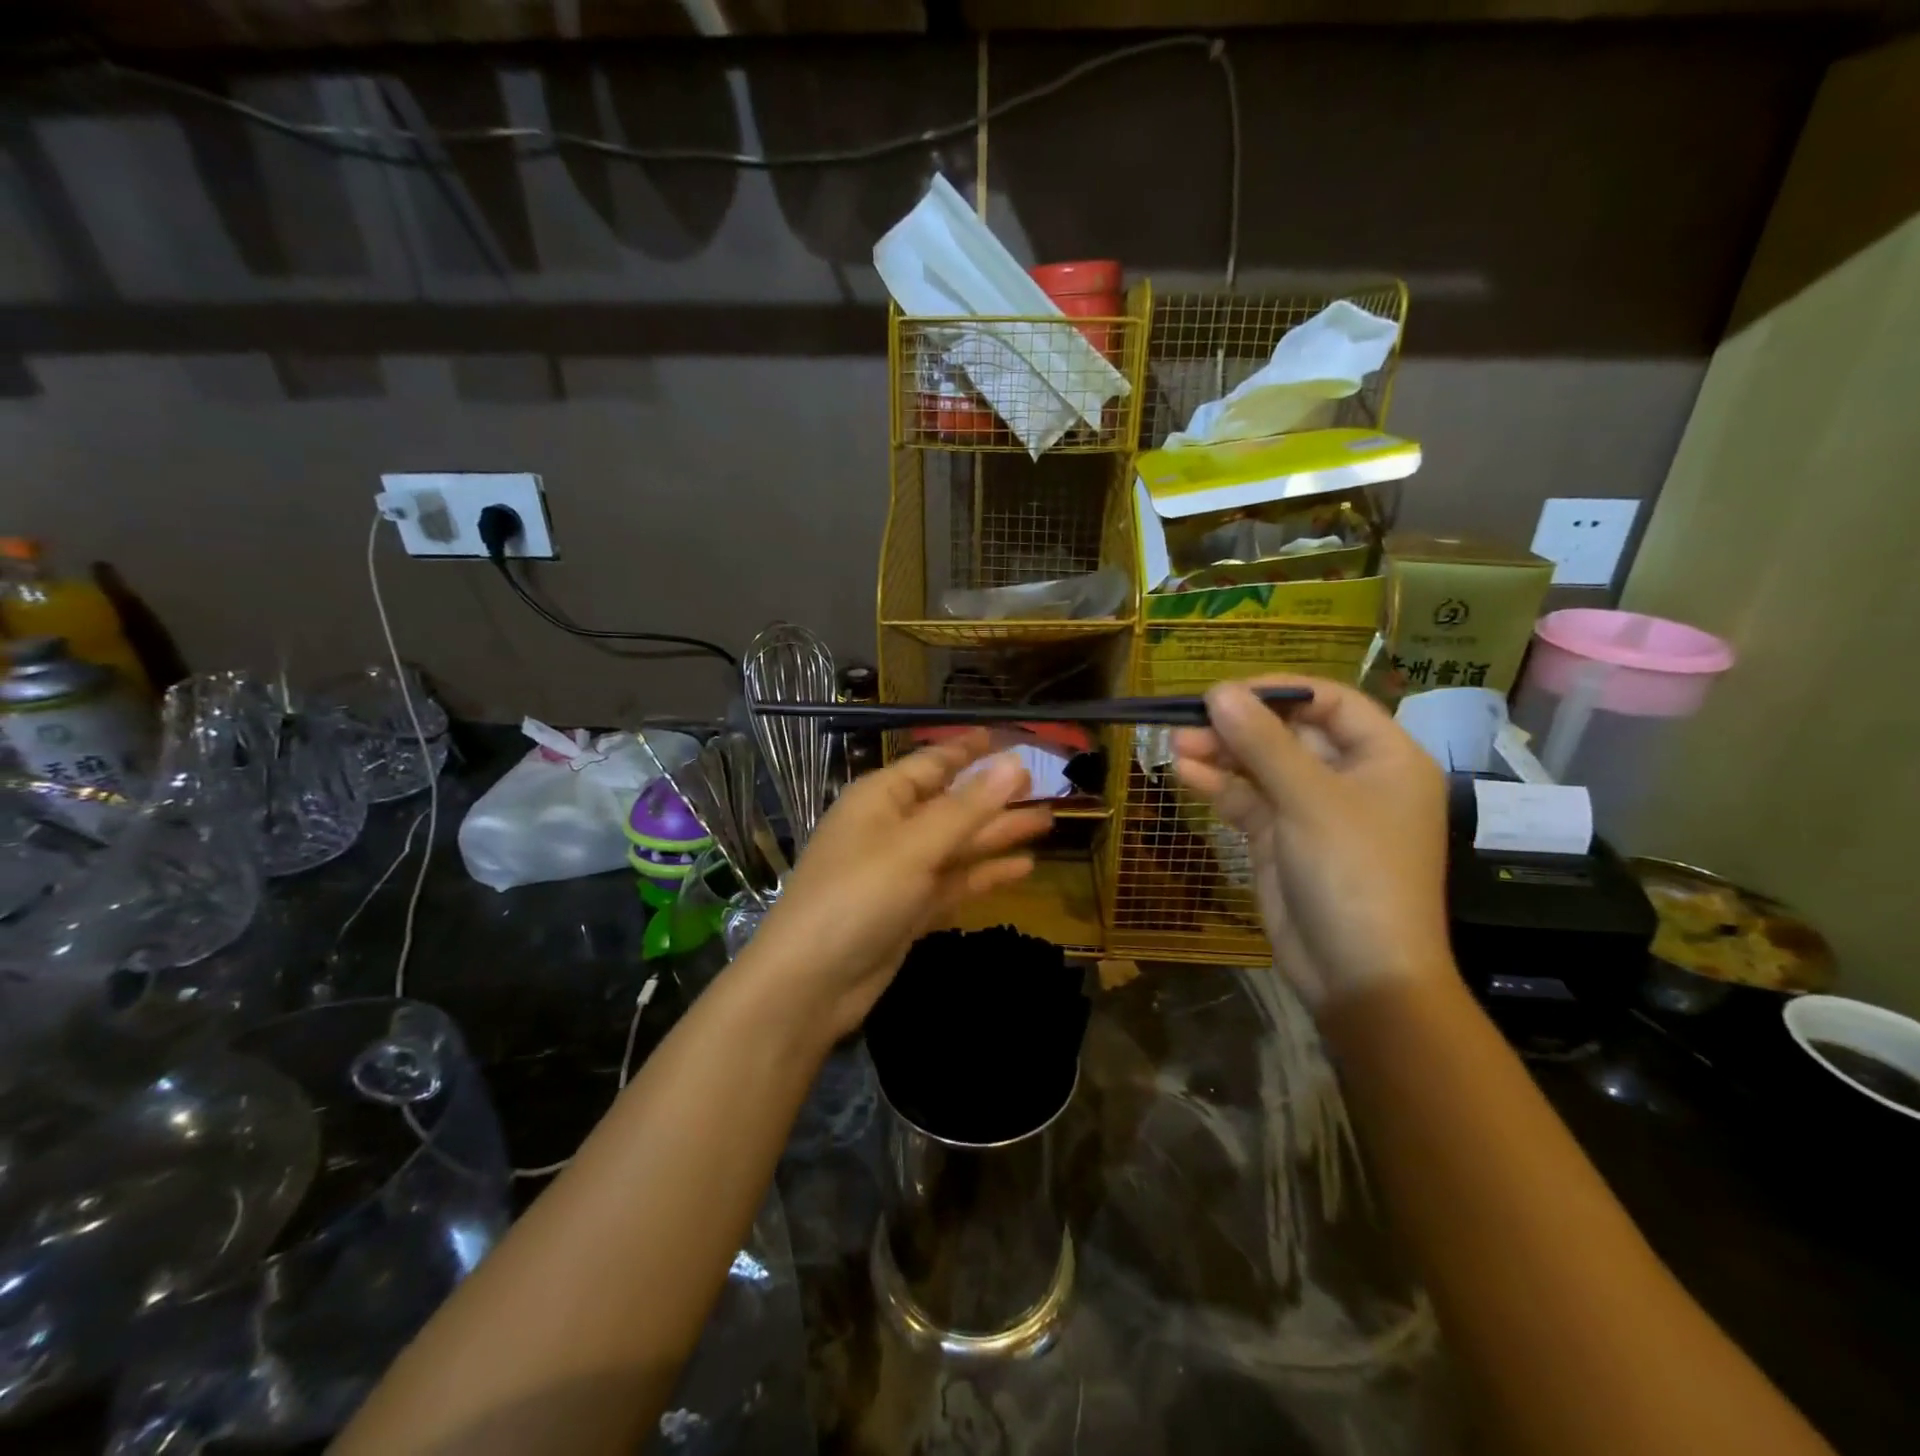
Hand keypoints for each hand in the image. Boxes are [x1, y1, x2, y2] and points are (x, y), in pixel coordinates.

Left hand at [743, 732, 1054, 1041]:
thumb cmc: (857, 896)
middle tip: (1045, 785)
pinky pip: (954, 882)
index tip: (1007, 738)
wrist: (810, 983)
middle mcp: (891, 828)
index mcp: (881, 798)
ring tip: (1046, 821)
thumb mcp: (915, 845)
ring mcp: (901, 872)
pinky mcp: (910, 909)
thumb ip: (968, 806)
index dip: (970, 750)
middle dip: (994, 795)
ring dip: (997, 833)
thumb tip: (1013, 761)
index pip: (932, 762)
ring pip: (957, 844)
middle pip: (951, 804)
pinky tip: (1024, 867)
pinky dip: (985, 874)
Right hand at [1172, 676, 1450, 1007]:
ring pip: (1262, 767)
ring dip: (1221, 755)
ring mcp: (1313, 810)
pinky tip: (1185, 774)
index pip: (1330, 702)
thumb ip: (1262, 743)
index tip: (1225, 691)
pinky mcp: (1282, 839)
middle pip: (1289, 734)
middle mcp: (1350, 778)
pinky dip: (1219, 787)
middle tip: (1187, 720)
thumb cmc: (1355, 874)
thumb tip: (1218, 692)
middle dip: (1239, 727)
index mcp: (1384, 758)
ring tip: (1175, 744)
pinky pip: (1249, 801)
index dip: (1278, 691)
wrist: (1359, 975)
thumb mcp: (1310, 800)